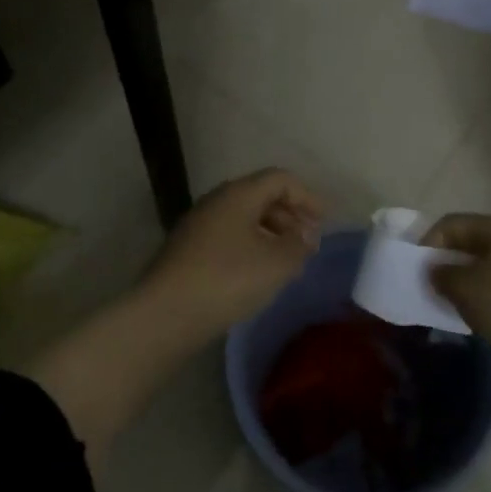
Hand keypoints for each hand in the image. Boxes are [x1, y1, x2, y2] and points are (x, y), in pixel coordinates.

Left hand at [141, 169, 324, 332]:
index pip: (280, 179)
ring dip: (270, 233)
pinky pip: (229, 236)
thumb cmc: (228, 279)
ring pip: (244, 217)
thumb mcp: (276, 264)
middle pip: (261, 195)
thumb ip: (299, 245)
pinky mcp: (188, 249)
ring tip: (287, 261)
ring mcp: (199, 224)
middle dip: (290, 215)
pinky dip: (251, 246)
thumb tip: (306, 234)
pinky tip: (257, 273)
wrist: (166, 312)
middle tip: (308, 242)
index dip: (307, 196)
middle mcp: (217, 200)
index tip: (324, 222)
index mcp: (239, 194)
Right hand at [423, 214, 490, 367]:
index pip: (450, 224)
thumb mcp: (466, 290)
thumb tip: (436, 270)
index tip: (417, 271)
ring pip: (489, 265)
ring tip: (457, 306)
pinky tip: (487, 317)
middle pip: (471, 243)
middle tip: (433, 289)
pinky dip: (490, 296)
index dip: (428, 243)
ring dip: (468, 282)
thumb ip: (442, 276)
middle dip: (448, 264)